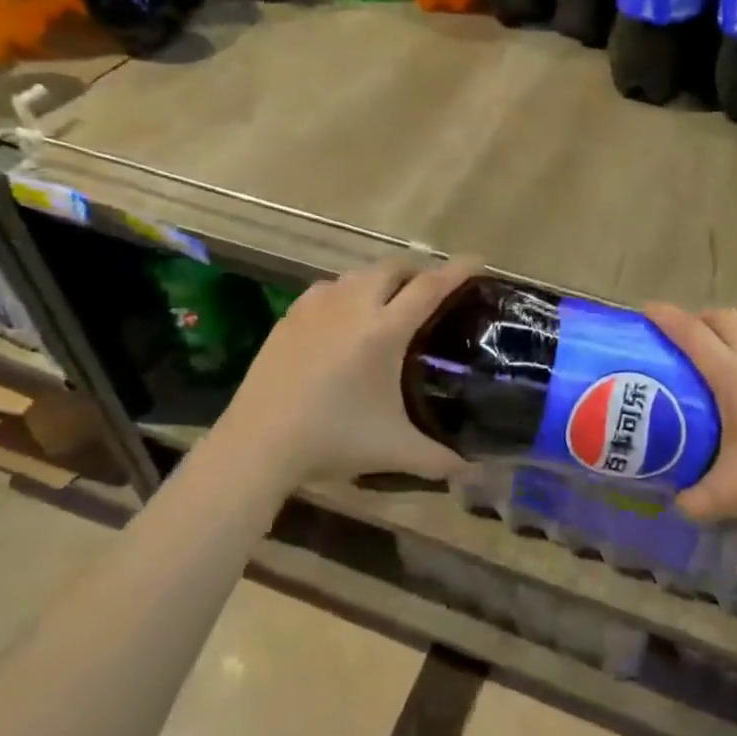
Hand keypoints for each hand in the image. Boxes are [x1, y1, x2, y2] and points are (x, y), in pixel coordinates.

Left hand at [203, 257, 476, 487]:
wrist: (257, 444)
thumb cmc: (332, 440)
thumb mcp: (393, 450)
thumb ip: (439, 459)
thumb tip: (474, 474)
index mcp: (383, 331)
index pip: (430, 286)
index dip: (458, 269)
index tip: (479, 261)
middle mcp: (352, 306)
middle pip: (393, 267)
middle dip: (418, 271)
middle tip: (431, 291)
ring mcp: (316, 307)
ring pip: (357, 273)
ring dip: (381, 279)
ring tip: (389, 302)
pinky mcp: (289, 316)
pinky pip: (328, 288)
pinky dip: (347, 292)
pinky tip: (344, 317)